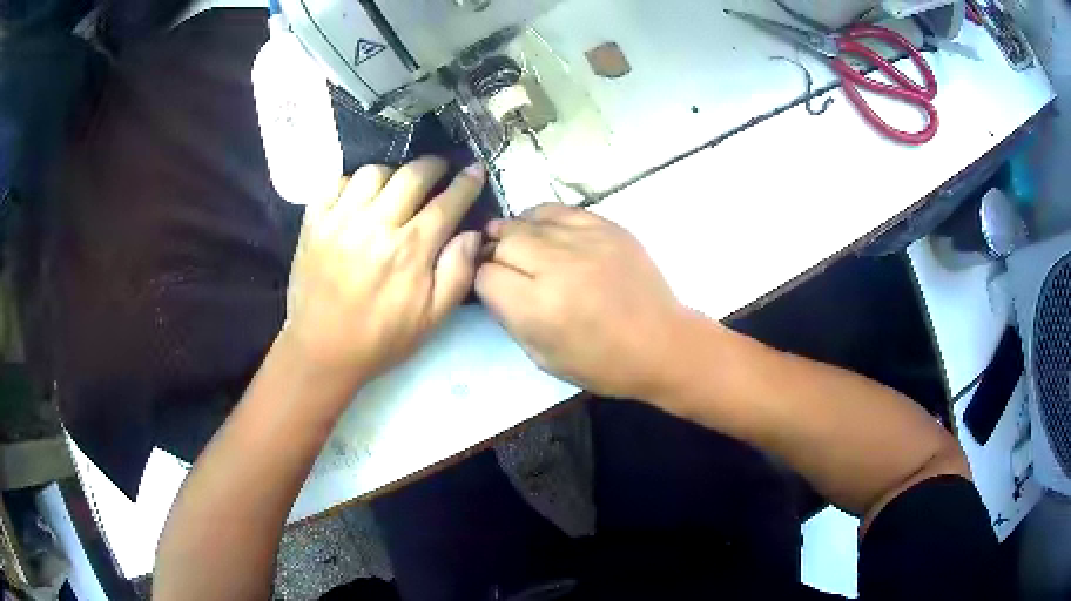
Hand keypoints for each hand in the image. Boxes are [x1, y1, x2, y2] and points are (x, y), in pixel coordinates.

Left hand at [283, 157, 484, 386]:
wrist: (322, 351)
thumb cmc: (381, 338)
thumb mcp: (432, 319)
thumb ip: (458, 273)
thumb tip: (473, 233)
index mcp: (410, 250)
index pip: (446, 203)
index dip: (466, 183)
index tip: (475, 170)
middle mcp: (376, 226)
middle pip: (412, 175)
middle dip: (433, 166)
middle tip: (439, 169)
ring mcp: (340, 220)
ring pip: (373, 172)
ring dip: (392, 173)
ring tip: (396, 186)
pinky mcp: (313, 222)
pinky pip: (336, 183)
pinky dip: (352, 184)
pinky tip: (358, 199)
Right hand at [476, 203, 689, 399]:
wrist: (661, 344)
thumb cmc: (601, 363)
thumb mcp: (542, 356)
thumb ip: (510, 317)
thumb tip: (493, 283)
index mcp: (538, 308)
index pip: (484, 275)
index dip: (483, 281)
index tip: (494, 288)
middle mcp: (557, 267)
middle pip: (502, 241)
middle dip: (495, 253)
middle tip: (503, 265)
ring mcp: (584, 241)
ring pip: (526, 220)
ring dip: (515, 233)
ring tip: (519, 246)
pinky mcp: (606, 226)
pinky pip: (558, 209)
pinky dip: (542, 219)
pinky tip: (543, 232)